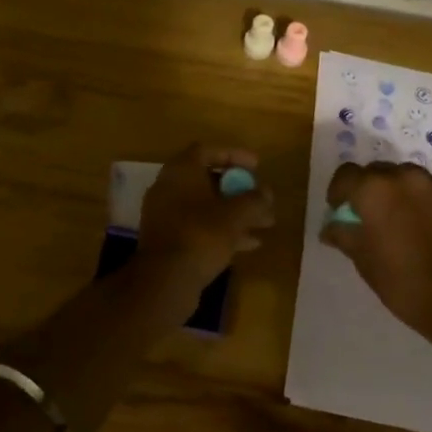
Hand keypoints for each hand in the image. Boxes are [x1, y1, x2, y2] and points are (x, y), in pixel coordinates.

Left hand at [140, 142, 274, 288]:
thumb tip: (266, 192)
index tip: (256, 166)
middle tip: (261, 198)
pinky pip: (199, 226)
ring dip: (235, 213)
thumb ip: (254, 200)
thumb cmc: (201, 235)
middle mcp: (169, 188)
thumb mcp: (235, 215)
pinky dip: (223, 230)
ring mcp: (166, 215)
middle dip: (239, 189)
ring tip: (265, 224)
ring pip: (206, 206)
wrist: (165, 281)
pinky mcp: (169, 240)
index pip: (207, 150)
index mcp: (180, 171)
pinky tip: (249, 244)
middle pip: (208, 180)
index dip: (234, 155)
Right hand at [322, 161, 431, 340]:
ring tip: (398, 221)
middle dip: (367, 190)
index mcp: (374, 189)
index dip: (338, 191)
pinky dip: (420, 200)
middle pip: (376, 172)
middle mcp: (403, 176)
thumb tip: (330, 227)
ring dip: (395, 192)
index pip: (346, 174)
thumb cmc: (404, 282)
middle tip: (368, 218)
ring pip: (404, 177)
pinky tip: (424, 226)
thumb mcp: (364, 261)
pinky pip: (429, 189)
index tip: (340, 211)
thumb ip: (344, 235)